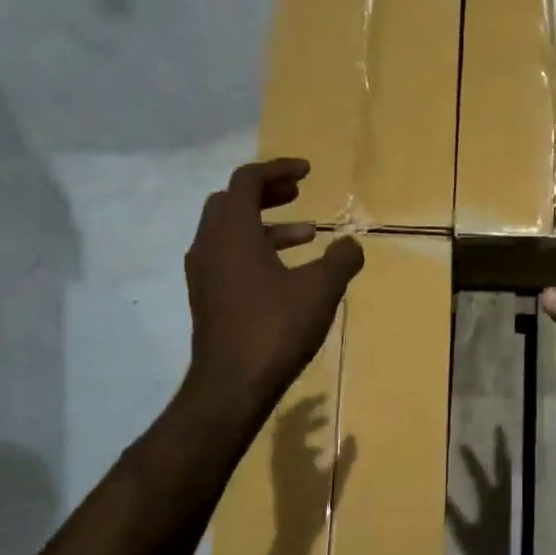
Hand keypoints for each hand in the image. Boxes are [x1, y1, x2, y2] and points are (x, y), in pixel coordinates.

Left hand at [183, 159, 364, 426]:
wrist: (231, 385)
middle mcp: (210, 244)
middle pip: (232, 201)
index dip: (278, 169)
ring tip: (307, 235)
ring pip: (230, 231)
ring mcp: (204, 273)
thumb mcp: (320, 290)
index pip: (248, 180)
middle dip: (267, 192)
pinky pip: (229, 256)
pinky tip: (285, 272)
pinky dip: (256, 249)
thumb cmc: (275, 328)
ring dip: (266, 225)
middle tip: (298, 193)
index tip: (307, 171)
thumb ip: (341, 260)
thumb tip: (351, 244)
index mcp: (233, 231)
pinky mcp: (207, 297)